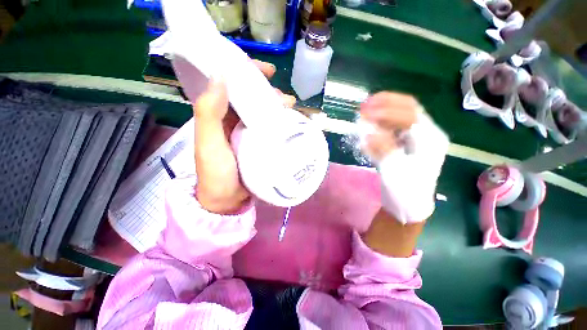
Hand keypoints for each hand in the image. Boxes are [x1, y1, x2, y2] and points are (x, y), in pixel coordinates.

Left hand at [193, 60, 295, 213]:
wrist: (228, 202)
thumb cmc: (217, 175)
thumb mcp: (208, 144)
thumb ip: (209, 113)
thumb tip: (220, 76)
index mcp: (219, 115)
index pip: (233, 84)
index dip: (249, 73)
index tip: (268, 72)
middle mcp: (234, 120)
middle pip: (253, 97)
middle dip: (270, 93)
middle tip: (285, 100)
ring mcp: (248, 132)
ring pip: (264, 111)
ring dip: (278, 107)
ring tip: (291, 110)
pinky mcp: (260, 144)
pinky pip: (271, 127)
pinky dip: (281, 123)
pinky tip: (292, 124)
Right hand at [359, 92, 448, 223]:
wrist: (409, 205)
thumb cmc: (405, 191)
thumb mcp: (394, 171)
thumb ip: (383, 149)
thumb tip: (368, 134)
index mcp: (429, 140)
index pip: (409, 115)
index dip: (386, 110)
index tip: (365, 111)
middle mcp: (426, 134)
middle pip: (408, 109)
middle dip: (386, 104)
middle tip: (364, 105)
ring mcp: (416, 138)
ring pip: (401, 116)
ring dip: (382, 111)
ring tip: (365, 112)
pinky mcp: (406, 144)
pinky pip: (394, 127)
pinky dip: (380, 123)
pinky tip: (369, 124)